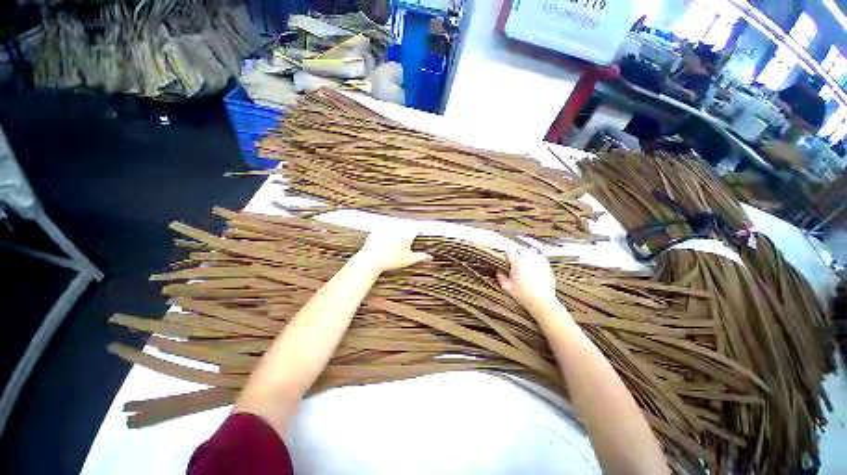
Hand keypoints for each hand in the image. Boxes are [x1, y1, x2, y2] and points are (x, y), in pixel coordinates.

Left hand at [354, 225, 431, 272]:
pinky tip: (385, 240)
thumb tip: (430, 257)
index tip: (419, 234)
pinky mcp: (377, 228)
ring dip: (397, 229)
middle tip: (406, 240)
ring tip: (395, 241)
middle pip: (406, 225)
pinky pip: (384, 227)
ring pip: (395, 225)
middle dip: (408, 231)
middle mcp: (397, 228)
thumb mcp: (408, 260)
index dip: (419, 231)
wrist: (371, 260)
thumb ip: (421, 257)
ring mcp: (386, 227)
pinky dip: (385, 232)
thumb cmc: (391, 260)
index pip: (417, 228)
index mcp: (407, 234)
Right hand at [496, 246, 557, 309]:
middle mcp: (529, 259)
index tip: (505, 258)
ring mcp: (539, 262)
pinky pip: (540, 257)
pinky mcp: (547, 266)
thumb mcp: (507, 287)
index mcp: (517, 263)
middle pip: (520, 248)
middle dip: (516, 251)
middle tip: (513, 258)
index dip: (506, 253)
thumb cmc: (523, 295)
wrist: (542, 302)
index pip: (510, 251)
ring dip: (526, 253)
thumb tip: (498, 272)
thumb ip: (501, 277)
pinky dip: (535, 257)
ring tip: (523, 260)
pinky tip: (533, 263)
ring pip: (531, 251)